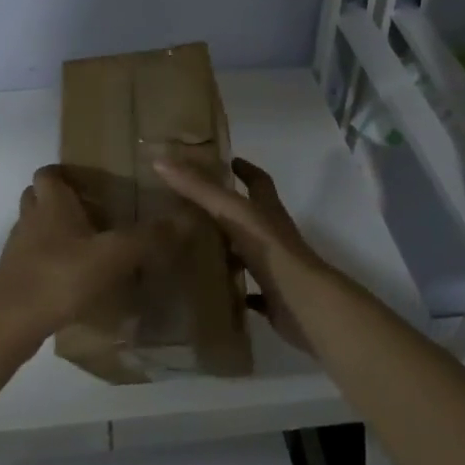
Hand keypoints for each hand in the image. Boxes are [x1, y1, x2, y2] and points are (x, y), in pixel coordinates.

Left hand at [0, 166, 169, 350]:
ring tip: (87, 246)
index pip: (48, 172)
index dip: (64, 172)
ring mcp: (19, 250)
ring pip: (35, 228)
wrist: (10, 323)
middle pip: (38, 197)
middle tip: (92, 212)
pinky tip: (74, 279)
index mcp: (51, 203)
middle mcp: (31, 219)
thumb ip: (147, 238)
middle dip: (60, 201)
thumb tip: (186, 217)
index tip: (89, 181)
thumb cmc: (59, 277)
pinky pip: (34, 259)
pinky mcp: (16, 278)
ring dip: (54, 232)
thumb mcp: (112, 256)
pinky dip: (51, 261)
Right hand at [153, 156, 333, 353]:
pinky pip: (249, 291)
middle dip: (227, 209)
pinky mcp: (272, 297)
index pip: (258, 181)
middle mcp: (273, 235)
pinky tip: (210, 289)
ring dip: (227, 248)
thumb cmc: (270, 250)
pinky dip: (233, 288)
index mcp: (268, 211)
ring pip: (248, 252)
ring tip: (192, 245)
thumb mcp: (232, 212)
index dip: (244, 168)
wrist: (303, 304)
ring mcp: (275, 267)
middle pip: (251, 216)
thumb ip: (199, 189)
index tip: (226, 161)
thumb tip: (161, 160)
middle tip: (191, 205)